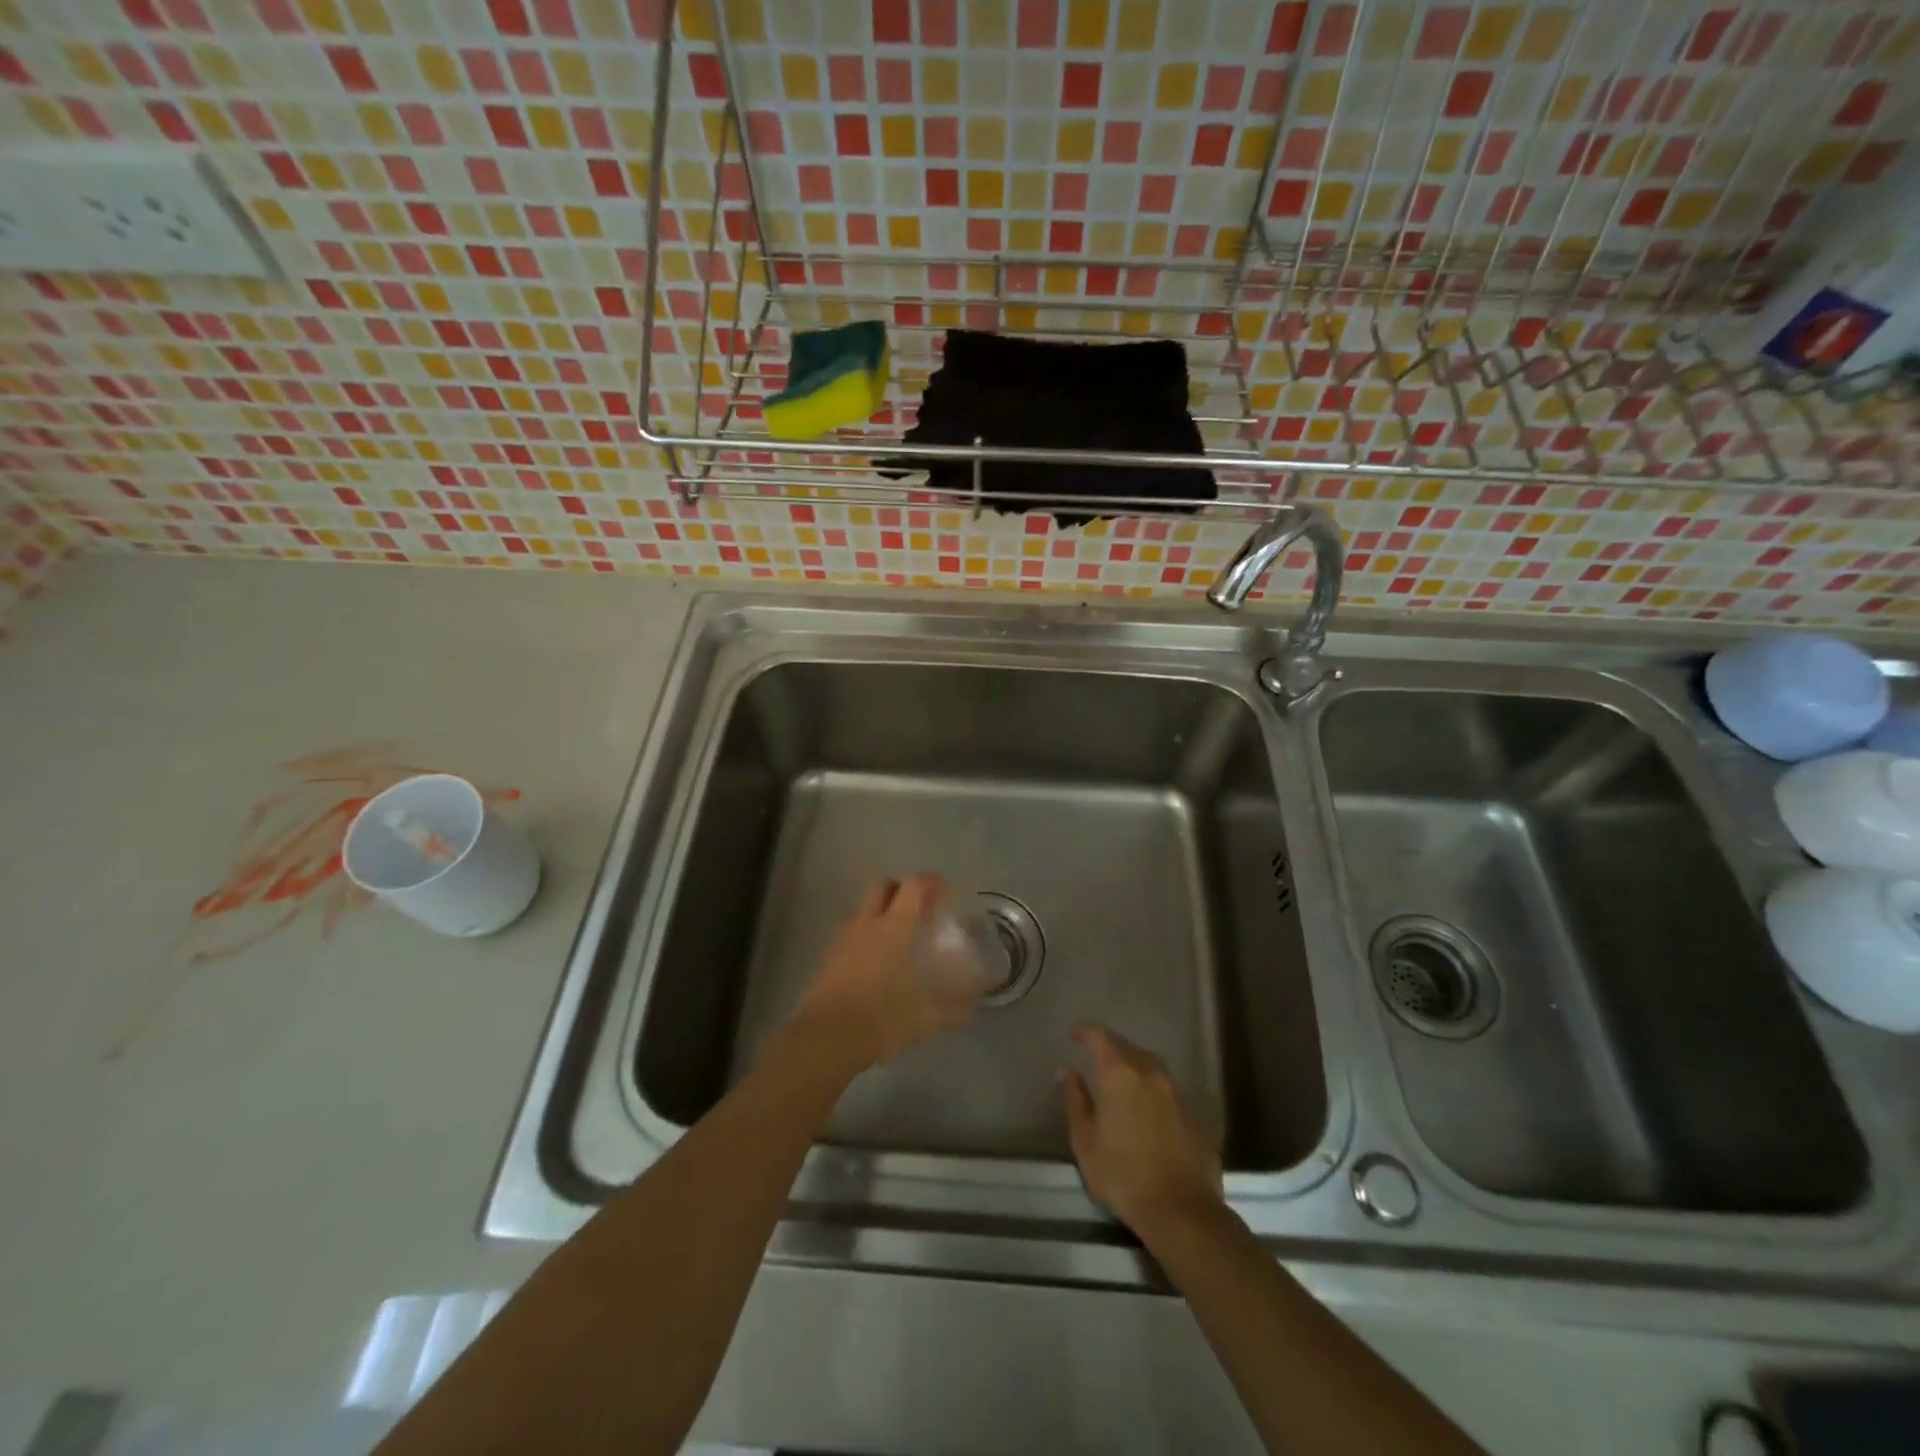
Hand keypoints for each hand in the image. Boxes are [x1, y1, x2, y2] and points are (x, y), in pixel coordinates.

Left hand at [793, 874, 978, 1075]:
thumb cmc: (882, 1017)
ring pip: (864, 907)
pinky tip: (877, 957)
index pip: (914, 886)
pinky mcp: (830, 956)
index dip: (931, 882)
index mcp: (895, 926)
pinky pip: (852, 930)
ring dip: (882, 909)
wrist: (827, 1037)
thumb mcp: (926, 1017)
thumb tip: (972, 1007)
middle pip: (883, 886)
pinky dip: (867, 932)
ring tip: (899, 932)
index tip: (945, 890)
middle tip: (919, 906)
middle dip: (902, 888)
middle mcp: (869, 923)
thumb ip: (953, 1009)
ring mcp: (845, 937)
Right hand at [1061, 1025, 1223, 1237]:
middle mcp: (1151, 1073)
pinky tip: (1145, 1106)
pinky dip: (1151, 1087)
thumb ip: (1076, 1100)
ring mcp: (1176, 1091)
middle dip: (1110, 1046)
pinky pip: (1166, 1087)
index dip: (1086, 1032)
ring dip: (1133, 1064)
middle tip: (1095, 1056)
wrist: (1182, 1211)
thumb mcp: (1086, 1141)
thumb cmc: (1123, 1176)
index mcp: (1120, 1074)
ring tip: (1120, 1077)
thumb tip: (1067, 1071)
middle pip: (1127, 1046)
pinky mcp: (1193, 1113)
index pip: (1101, 1037)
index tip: (1074, 1035)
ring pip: (1150, 1064)